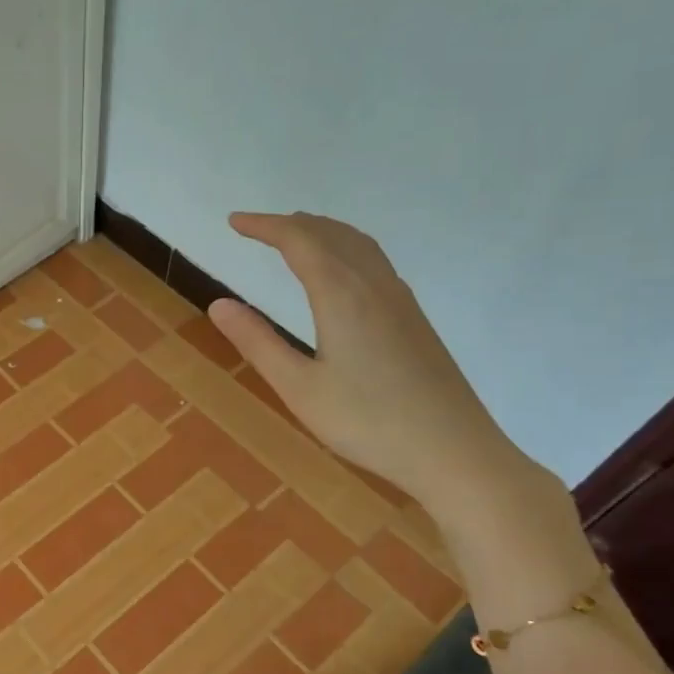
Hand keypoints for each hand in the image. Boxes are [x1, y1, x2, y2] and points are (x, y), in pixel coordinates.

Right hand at [208, 212, 532, 515]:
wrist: (454, 451)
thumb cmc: (368, 423)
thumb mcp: (299, 388)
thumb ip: (258, 342)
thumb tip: (219, 304)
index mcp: (342, 296)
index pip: (298, 242)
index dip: (264, 226)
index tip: (234, 222)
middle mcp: (374, 285)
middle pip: (330, 234)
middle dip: (290, 224)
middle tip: (256, 228)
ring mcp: (400, 300)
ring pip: (358, 244)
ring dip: (321, 232)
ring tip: (294, 237)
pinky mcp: (414, 318)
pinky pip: (374, 261)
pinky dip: (345, 248)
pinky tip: (341, 273)